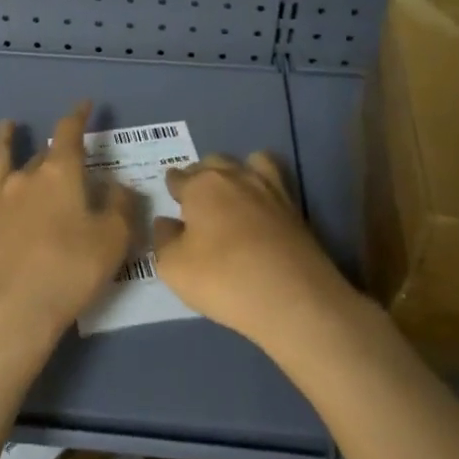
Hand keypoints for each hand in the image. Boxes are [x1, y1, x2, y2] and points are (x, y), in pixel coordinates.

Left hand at [0, 102, 136, 356]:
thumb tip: (118, 186)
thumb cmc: (70, 270)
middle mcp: (26, 175)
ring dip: (8, 141)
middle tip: (67, 152)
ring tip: (8, 127)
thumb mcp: (113, 240)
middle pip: (43, 152)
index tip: (85, 104)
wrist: (11, 309)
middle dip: (56, 148)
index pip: (69, 131)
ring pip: (4, 159)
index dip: (78, 115)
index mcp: (60, 173)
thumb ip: (120, 207)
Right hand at [152, 153, 353, 350]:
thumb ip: (164, 240)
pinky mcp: (294, 206)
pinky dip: (264, 184)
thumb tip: (166, 222)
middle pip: (212, 163)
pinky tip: (261, 205)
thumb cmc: (223, 278)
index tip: (172, 197)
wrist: (292, 297)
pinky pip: (274, 180)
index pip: (178, 177)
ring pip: (248, 161)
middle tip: (198, 201)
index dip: (173, 187)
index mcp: (201, 186)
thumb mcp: (174, 268)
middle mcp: (234, 176)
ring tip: (232, 194)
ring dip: (236, 172)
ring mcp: (268, 188)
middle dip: (201, 176)